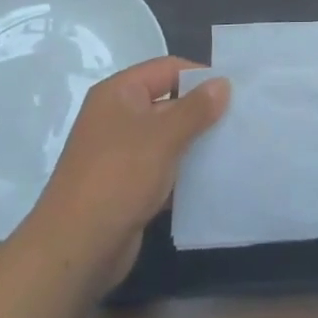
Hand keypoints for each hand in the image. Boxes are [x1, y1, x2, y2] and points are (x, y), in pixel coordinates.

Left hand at [29, 57, 228, 290]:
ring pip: (167, 138)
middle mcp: (117, 117)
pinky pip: (162, 168)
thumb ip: (196, 108)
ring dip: (196, 143)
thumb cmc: (119, 177)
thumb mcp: (163, 136)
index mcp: (119, 93)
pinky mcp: (126, 186)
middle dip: (202, 112)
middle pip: (168, 102)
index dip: (200, 76)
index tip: (235, 90)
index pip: (167, 69)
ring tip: (234, 148)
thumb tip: (223, 83)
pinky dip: (184, 172)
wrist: (76, 248)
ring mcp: (120, 153)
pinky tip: (213, 179)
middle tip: (241, 120)